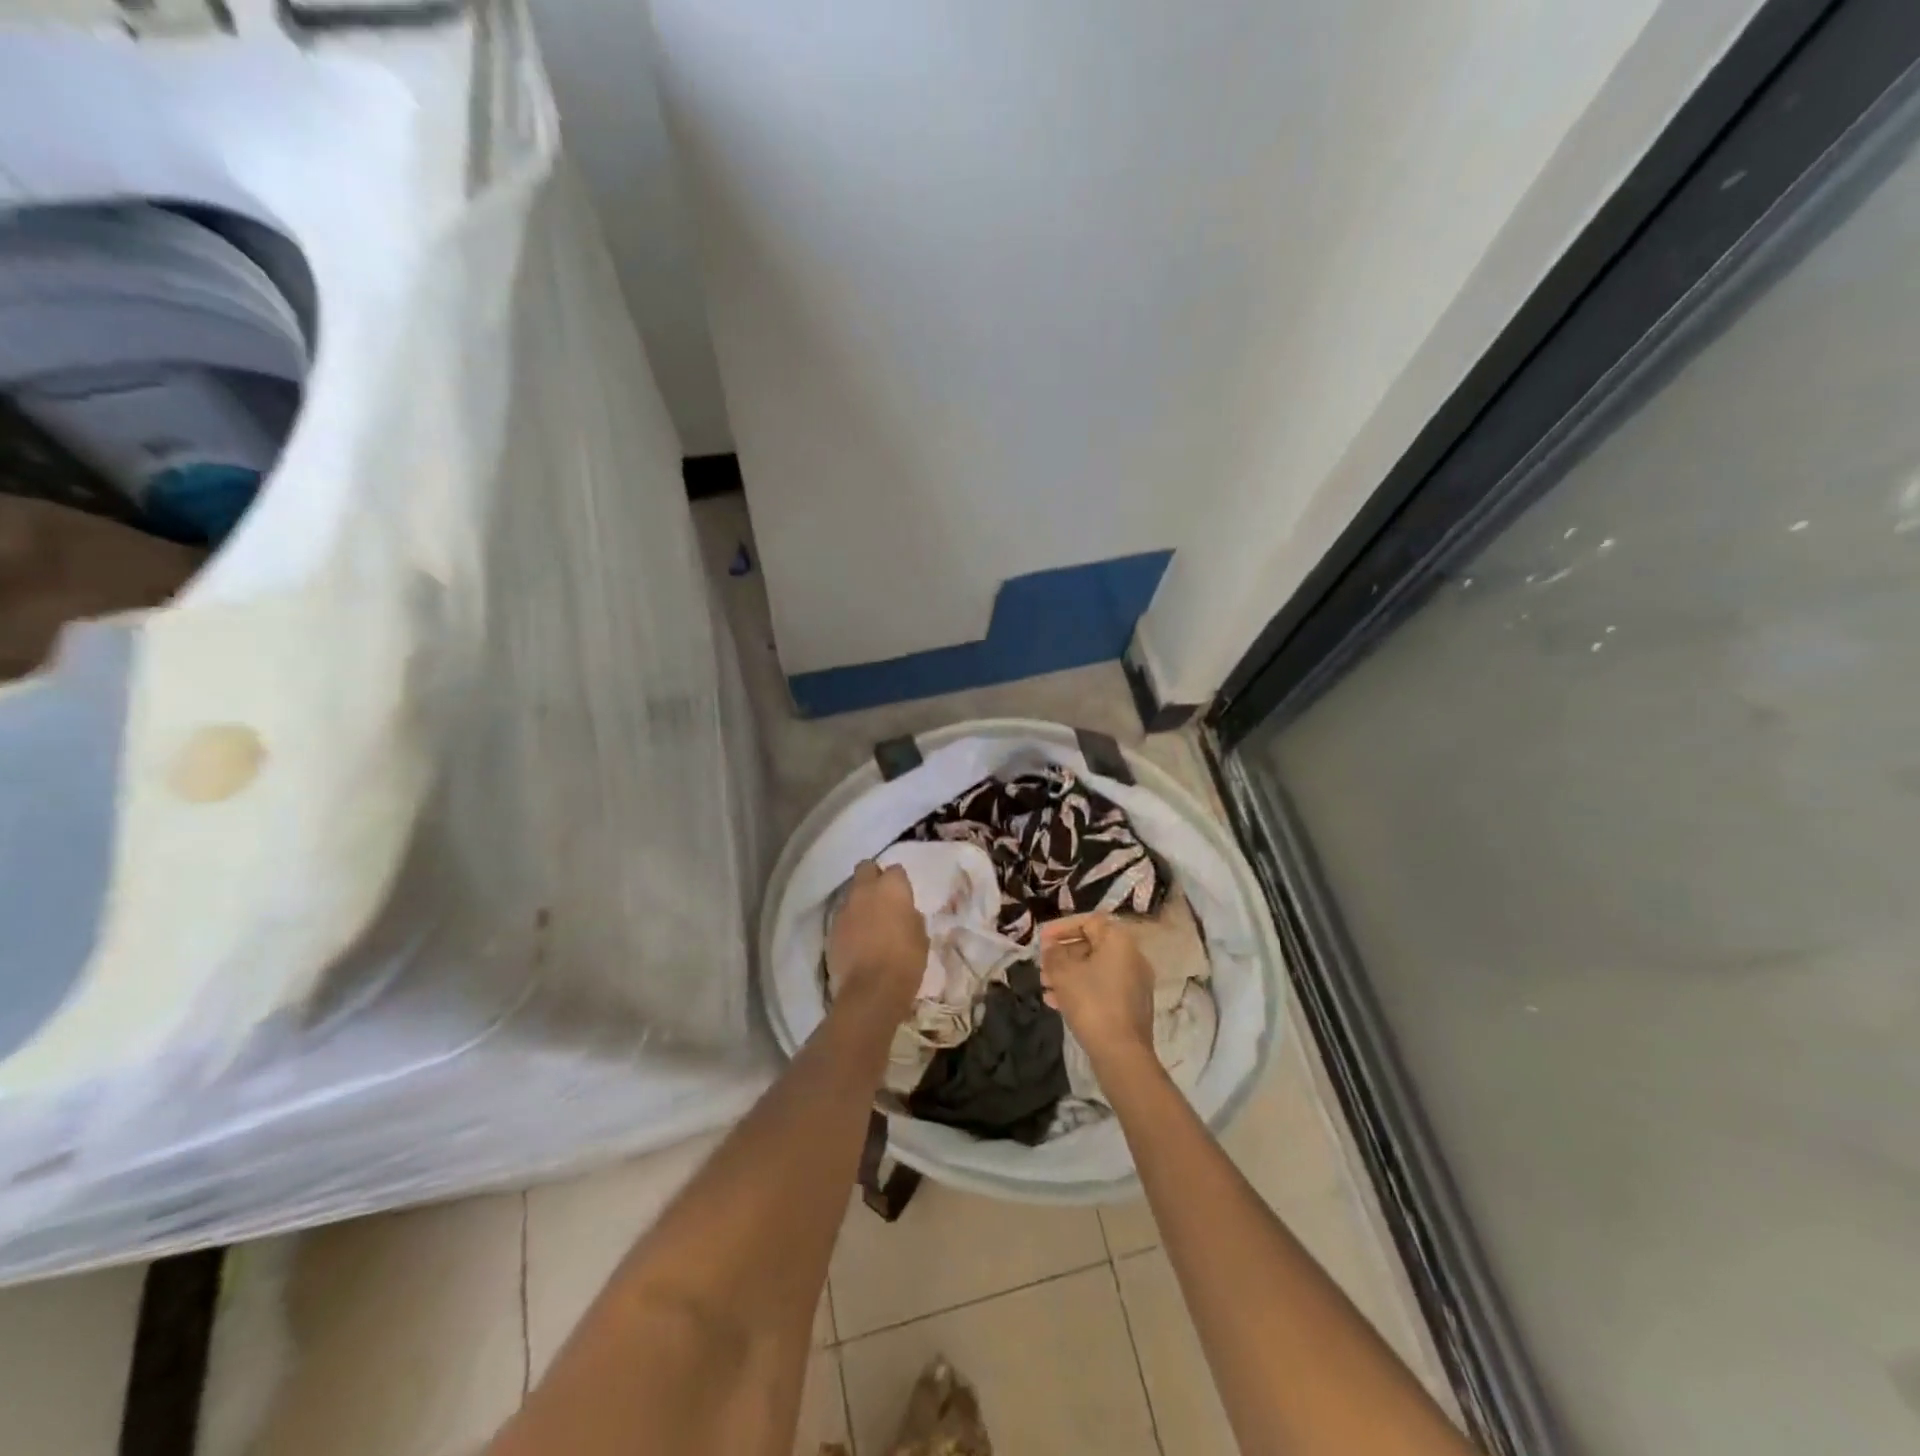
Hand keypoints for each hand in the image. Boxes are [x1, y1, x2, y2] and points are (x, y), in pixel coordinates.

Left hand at [828, 861, 927, 1014]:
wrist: (871, 991)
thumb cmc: (906, 961)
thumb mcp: (921, 936)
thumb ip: (911, 917)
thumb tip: (905, 914)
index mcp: (891, 887)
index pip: (895, 870)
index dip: (899, 883)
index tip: (903, 897)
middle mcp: (865, 891)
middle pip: (866, 868)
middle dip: (873, 878)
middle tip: (882, 898)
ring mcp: (844, 909)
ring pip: (851, 894)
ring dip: (860, 902)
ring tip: (869, 922)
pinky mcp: (831, 929)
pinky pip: (842, 917)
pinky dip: (849, 923)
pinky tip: (857, 940)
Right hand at [1039, 913, 1154, 1063]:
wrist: (1121, 1052)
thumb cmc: (1091, 1003)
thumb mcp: (1063, 973)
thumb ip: (1053, 954)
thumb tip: (1051, 946)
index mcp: (1119, 941)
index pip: (1089, 921)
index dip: (1062, 927)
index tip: (1042, 940)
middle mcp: (1132, 957)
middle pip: (1092, 945)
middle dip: (1063, 954)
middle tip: (1042, 965)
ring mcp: (1134, 982)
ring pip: (1095, 968)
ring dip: (1068, 973)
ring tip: (1045, 986)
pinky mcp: (1131, 1005)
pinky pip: (1102, 987)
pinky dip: (1081, 989)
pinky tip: (1056, 1002)